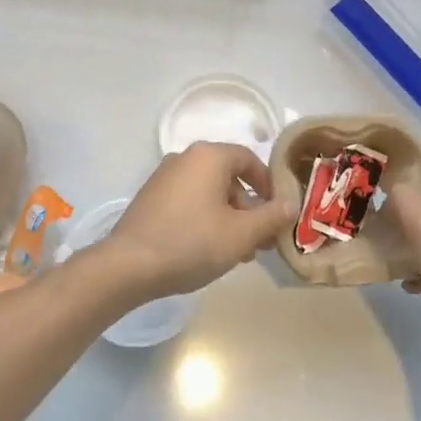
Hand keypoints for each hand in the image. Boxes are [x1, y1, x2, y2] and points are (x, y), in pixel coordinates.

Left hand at [99, 143, 291, 303]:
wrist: (129, 264)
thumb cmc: (192, 243)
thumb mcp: (241, 234)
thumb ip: (271, 216)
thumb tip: (291, 203)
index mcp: (208, 156)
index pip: (249, 159)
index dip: (269, 185)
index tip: (278, 213)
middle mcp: (184, 158)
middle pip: (228, 177)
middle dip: (249, 208)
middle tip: (261, 241)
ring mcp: (164, 177)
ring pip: (208, 191)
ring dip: (229, 217)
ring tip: (239, 253)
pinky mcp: (151, 197)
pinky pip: (188, 200)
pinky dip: (205, 218)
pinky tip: (209, 249)